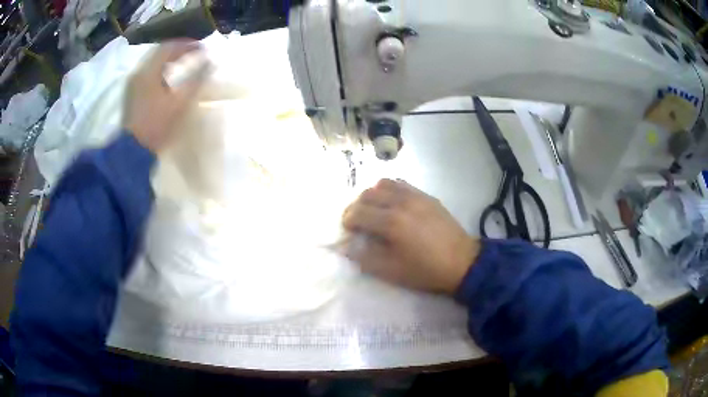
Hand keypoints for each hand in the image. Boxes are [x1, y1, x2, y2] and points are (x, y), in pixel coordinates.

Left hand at [122, 40, 208, 151]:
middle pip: (160, 52)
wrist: (133, 150)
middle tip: (193, 53)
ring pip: (153, 62)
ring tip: (183, 63)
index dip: (187, 44)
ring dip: (169, 60)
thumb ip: (196, 80)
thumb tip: (210, 62)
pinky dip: (160, 70)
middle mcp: (139, 72)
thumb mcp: (180, 103)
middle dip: (178, 50)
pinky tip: (167, 78)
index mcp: (150, 71)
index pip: (170, 47)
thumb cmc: (157, 125)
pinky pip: (148, 72)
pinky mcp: (132, 94)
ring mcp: (133, 83)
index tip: (202, 48)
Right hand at [342, 179, 479, 293]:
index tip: (348, 231)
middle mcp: (401, 202)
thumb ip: (364, 257)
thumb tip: (344, 245)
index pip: (358, 212)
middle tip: (358, 222)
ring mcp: (415, 195)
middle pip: (367, 194)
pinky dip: (390, 191)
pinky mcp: (426, 196)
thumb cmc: (425, 270)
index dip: (347, 221)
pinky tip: (393, 205)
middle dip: (356, 207)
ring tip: (375, 211)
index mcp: (391, 223)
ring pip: (383, 184)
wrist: (462, 262)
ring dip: (372, 195)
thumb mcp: (391, 271)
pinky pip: (401, 184)